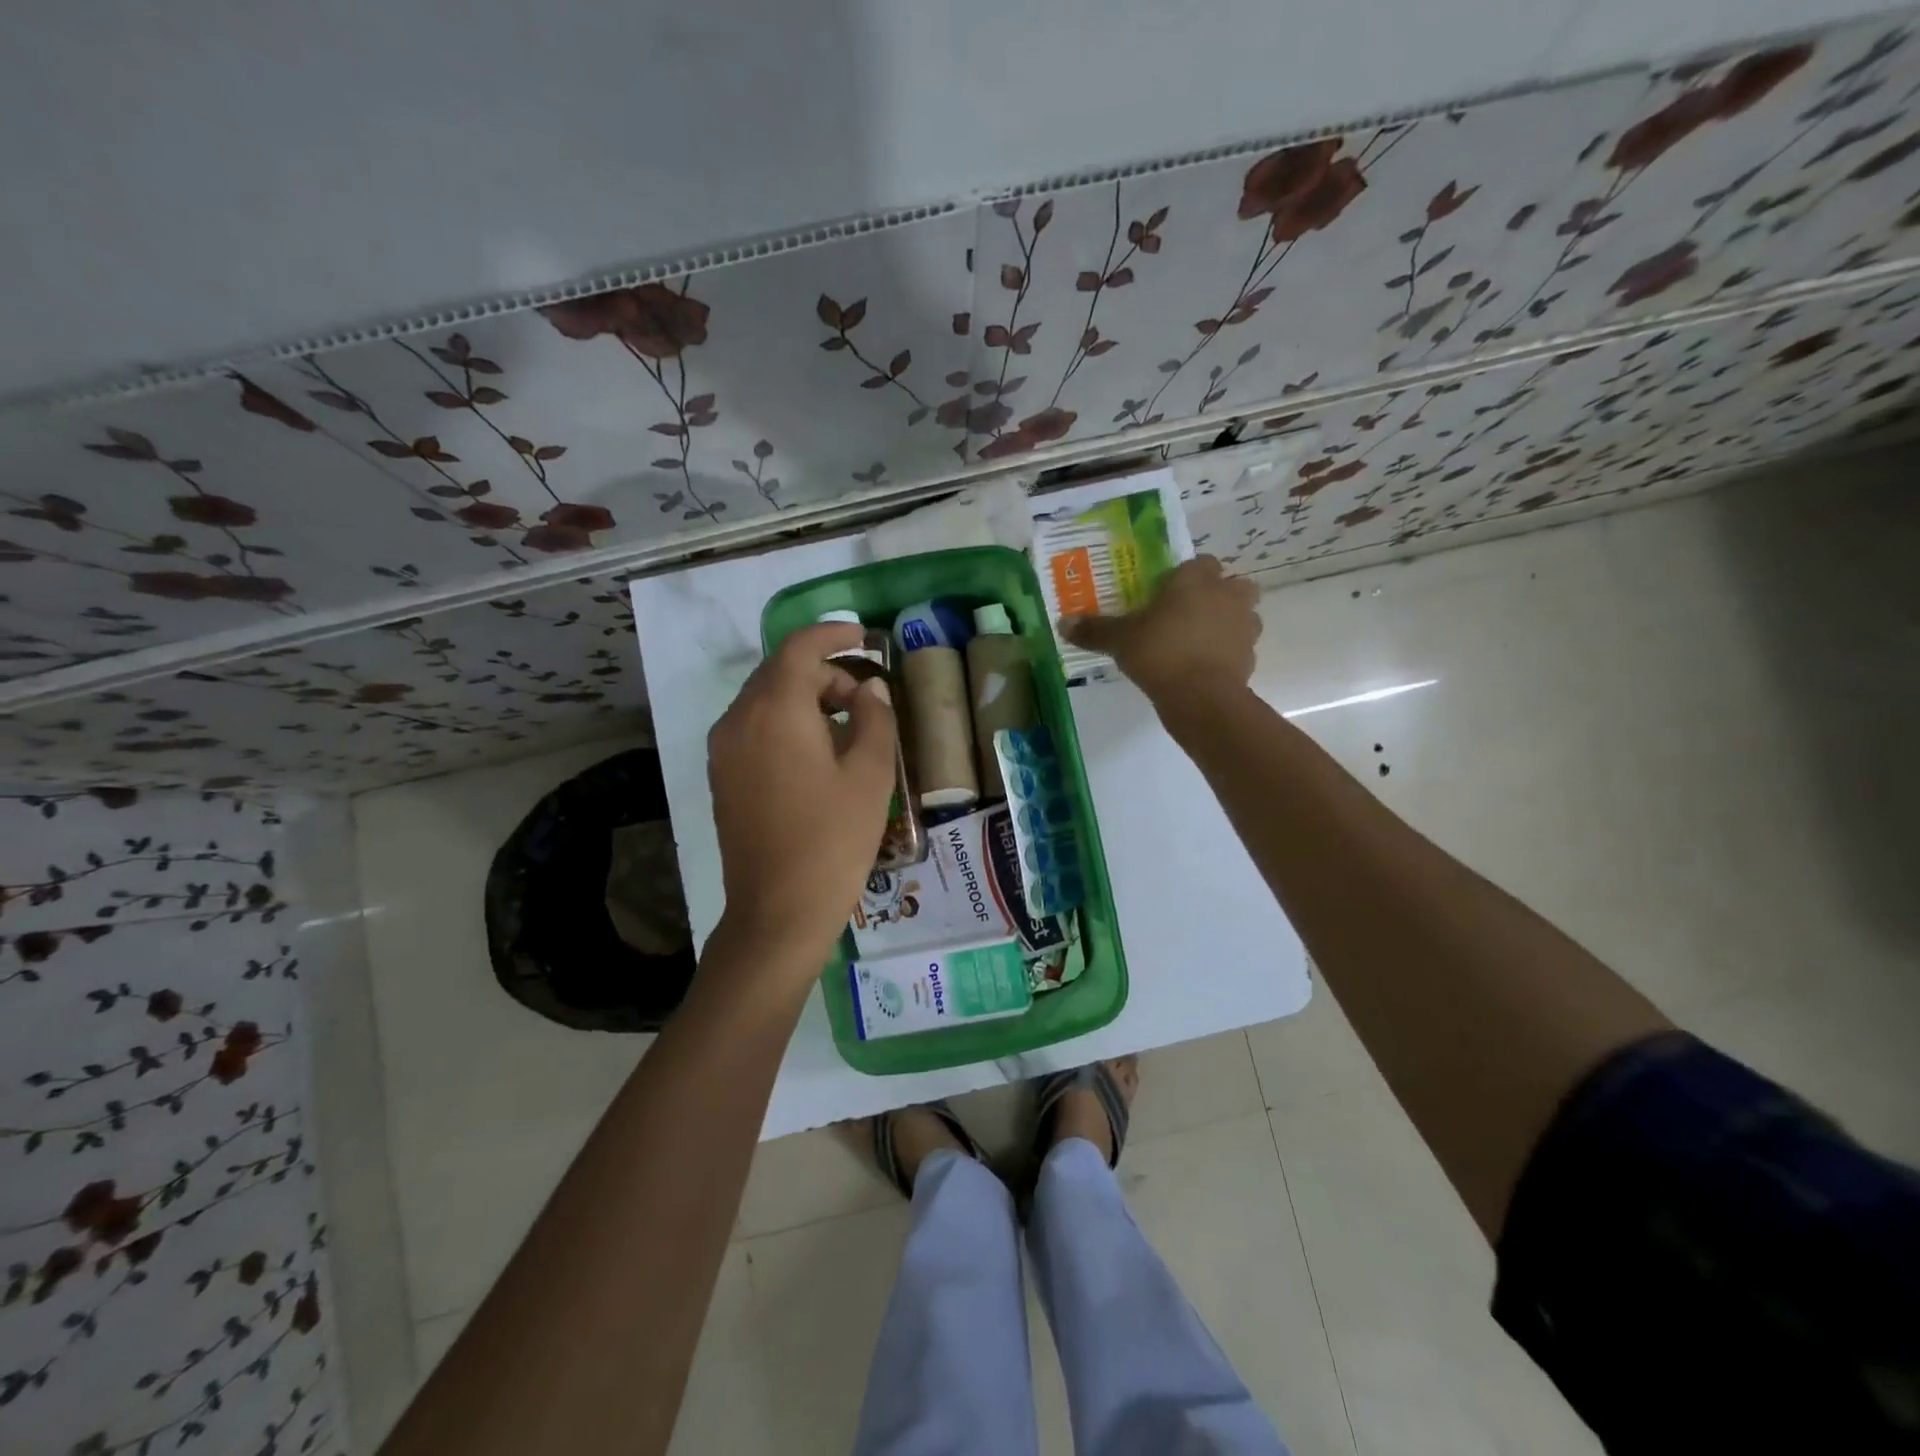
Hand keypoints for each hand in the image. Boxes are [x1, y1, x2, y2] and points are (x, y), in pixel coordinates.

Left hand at [707, 622, 897, 974]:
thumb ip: (875, 718)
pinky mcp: (722, 775)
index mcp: (776, 710)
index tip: (863, 637)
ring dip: (804, 697)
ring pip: (764, 699)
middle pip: (780, 672)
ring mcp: (724, 749)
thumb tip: (869, 690)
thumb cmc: (833, 839)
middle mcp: (739, 719)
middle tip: (866, 699)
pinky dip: (784, 721)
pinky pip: (753, 727)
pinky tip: (815, 752)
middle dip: (823, 672)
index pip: (800, 649)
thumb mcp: (871, 775)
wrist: (778, 910)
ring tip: (846, 727)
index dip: (832, 634)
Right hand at [1061, 556, 1260, 704]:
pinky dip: (1227, 653)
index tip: (1167, 593)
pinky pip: (1240, 646)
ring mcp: (1244, 625)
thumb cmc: (1159, 653)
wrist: (1200, 697)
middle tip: (1188, 613)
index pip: (1199, 562)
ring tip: (1198, 641)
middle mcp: (1226, 594)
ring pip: (1242, 614)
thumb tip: (1063, 623)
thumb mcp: (1120, 640)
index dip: (1185, 576)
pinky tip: (1204, 667)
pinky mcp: (1250, 656)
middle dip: (1216, 594)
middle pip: (1231, 584)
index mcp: (1196, 579)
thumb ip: (1094, 630)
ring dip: (1226, 622)